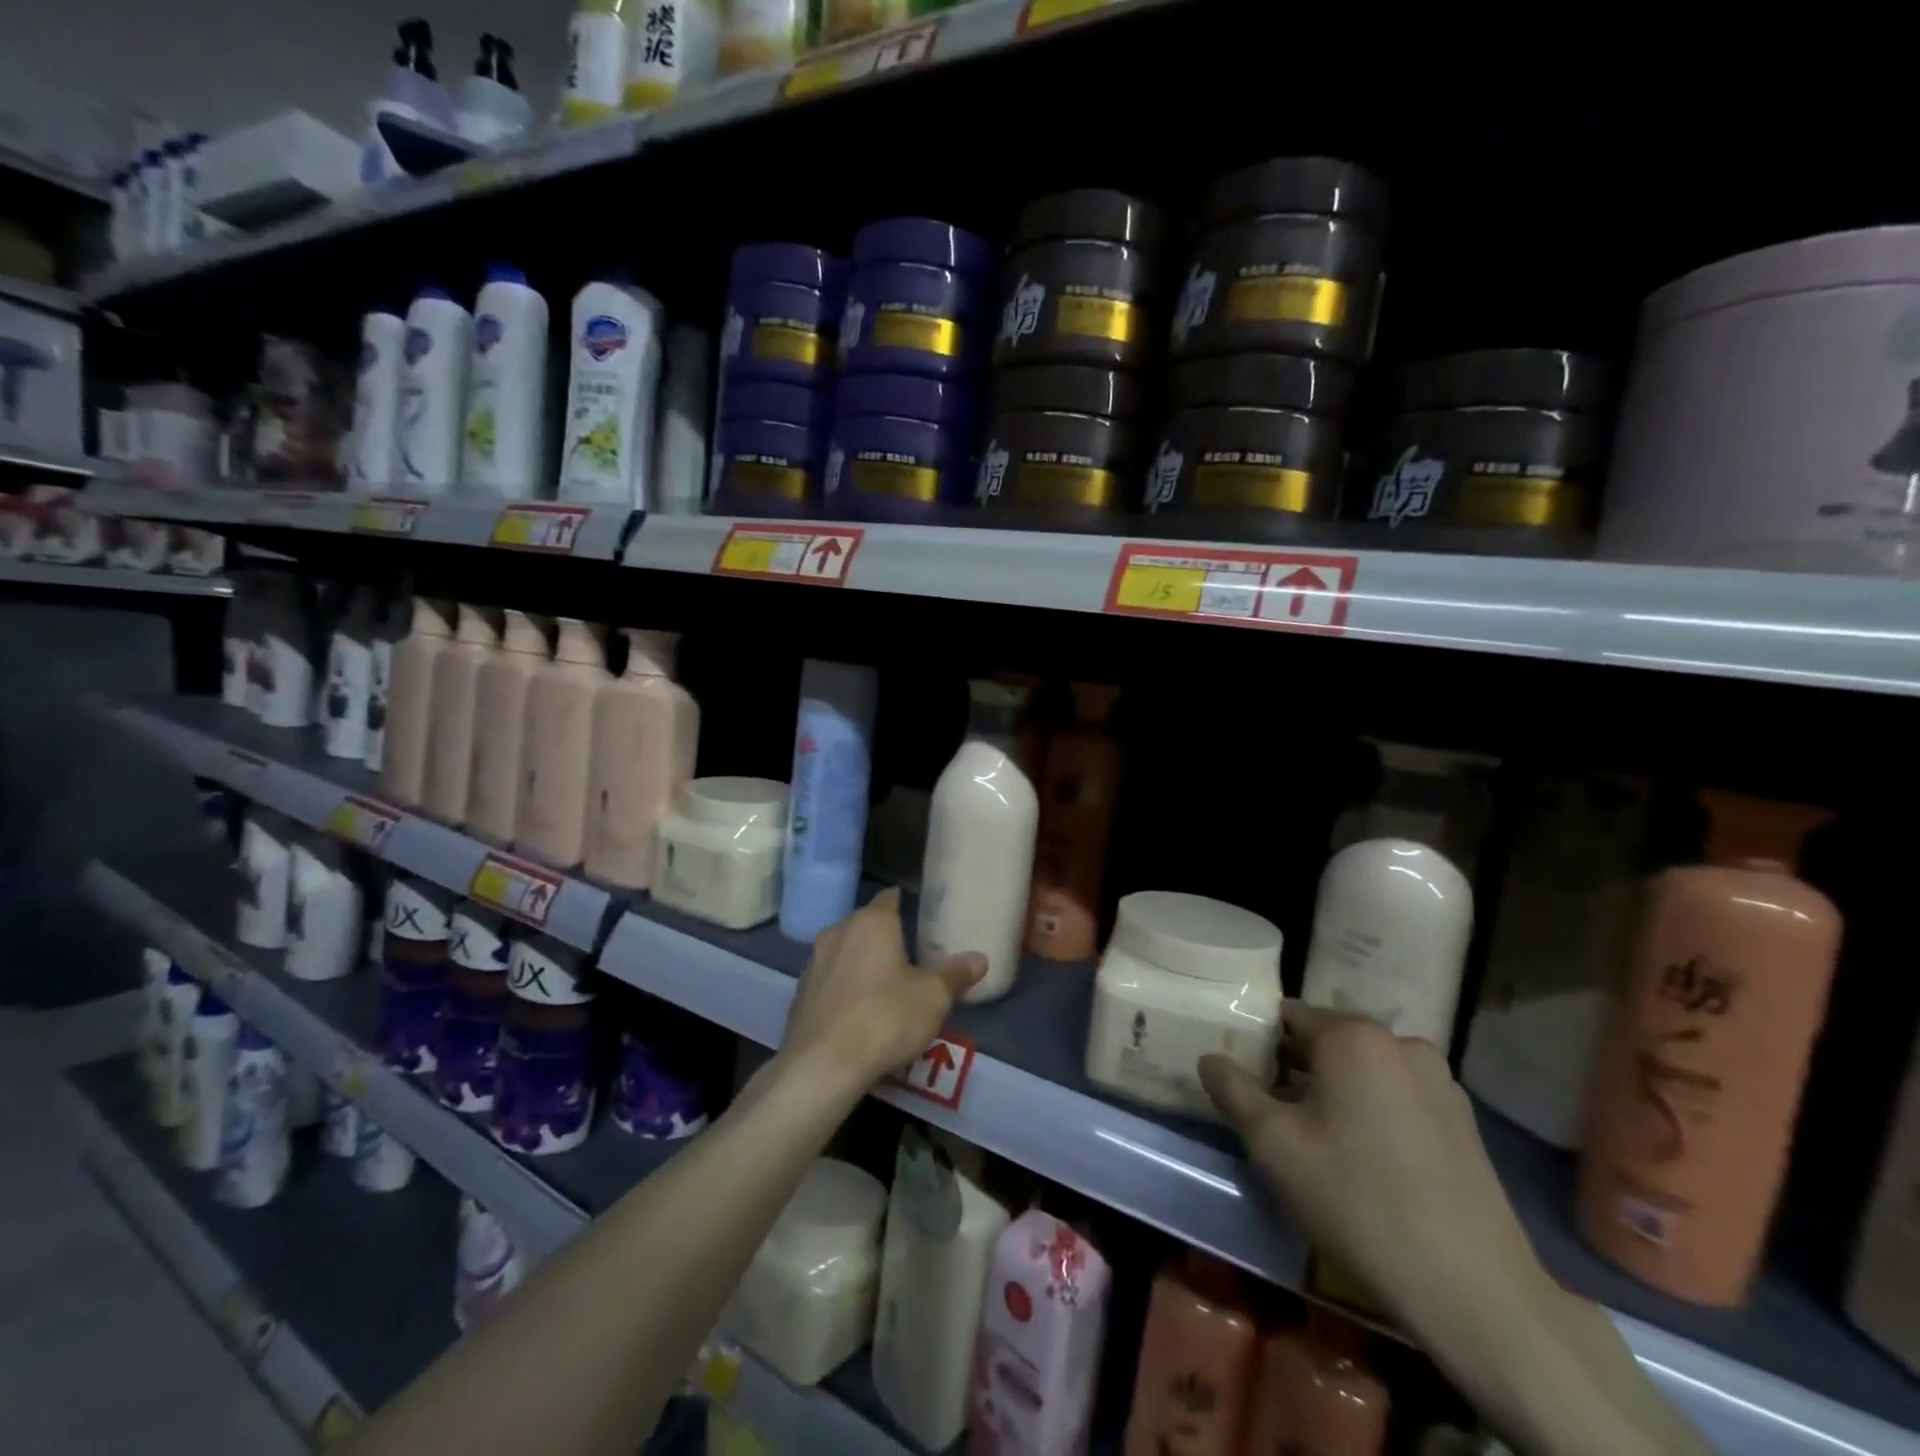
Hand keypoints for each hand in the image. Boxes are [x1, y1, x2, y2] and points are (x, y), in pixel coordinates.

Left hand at [781, 889, 984, 1090]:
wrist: (820, 1066)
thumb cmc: (884, 1019)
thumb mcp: (933, 998)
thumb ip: (955, 975)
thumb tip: (980, 958)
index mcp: (872, 923)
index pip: (890, 898)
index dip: (904, 904)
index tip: (918, 916)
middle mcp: (838, 932)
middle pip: (866, 925)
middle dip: (884, 937)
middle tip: (909, 957)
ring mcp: (814, 962)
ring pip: (845, 952)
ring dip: (861, 963)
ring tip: (883, 987)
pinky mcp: (799, 993)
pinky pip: (829, 981)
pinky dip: (843, 989)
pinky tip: (857, 1013)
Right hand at [1200, 1005, 1551, 1339]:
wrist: (1474, 1289)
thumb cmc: (1357, 1200)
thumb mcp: (1273, 1146)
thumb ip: (1233, 1091)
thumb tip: (1209, 1059)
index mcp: (1353, 1037)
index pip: (1288, 1017)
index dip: (1259, 1044)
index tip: (1245, 1080)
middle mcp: (1400, 1043)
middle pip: (1329, 1042)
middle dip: (1297, 1070)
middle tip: (1275, 1117)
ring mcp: (1440, 1081)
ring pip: (1365, 1071)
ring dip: (1337, 1092)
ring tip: (1321, 1145)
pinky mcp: (1464, 1121)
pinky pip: (1399, 1097)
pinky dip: (1374, 1112)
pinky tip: (1368, 1163)